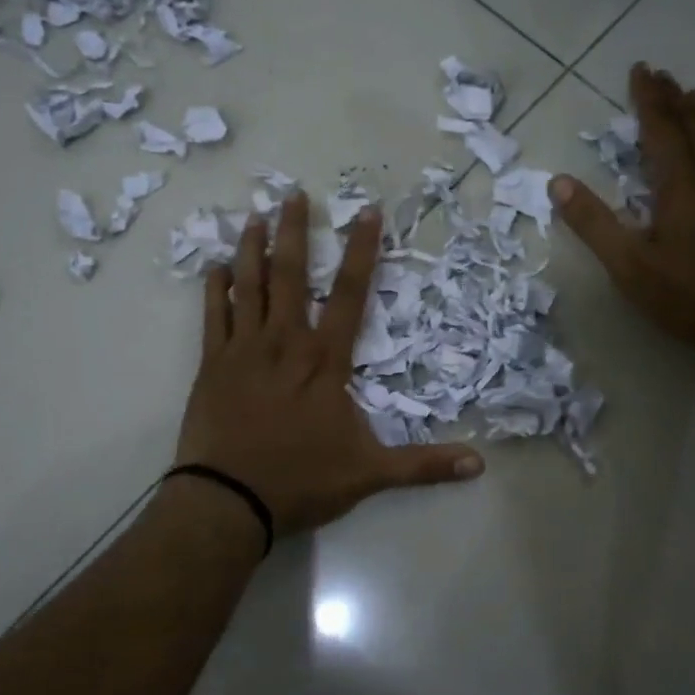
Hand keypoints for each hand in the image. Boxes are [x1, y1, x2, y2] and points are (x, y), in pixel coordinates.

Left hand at [174, 190, 483, 538]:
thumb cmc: (301, 481)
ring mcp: (244, 350)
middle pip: (292, 276)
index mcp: (325, 361)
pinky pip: (214, 317)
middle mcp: (285, 343)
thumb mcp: (370, 474)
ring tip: (254, 216)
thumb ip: (423, 465)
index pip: (351, 295)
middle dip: (296, 232)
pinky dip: (214, 289)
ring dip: (252, 249)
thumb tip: (480, 465)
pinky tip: (214, 266)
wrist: (228, 501)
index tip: (367, 211)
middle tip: (293, 193)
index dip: (363, 251)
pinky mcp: (213, 365)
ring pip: (249, 286)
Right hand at [548, 62, 694, 364]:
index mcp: (680, 186)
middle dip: (674, 98)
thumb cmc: (690, 296)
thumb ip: (594, 223)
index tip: (640, 70)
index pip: (661, 129)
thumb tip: (558, 182)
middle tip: (661, 73)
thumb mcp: (629, 266)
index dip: (648, 99)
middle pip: (694, 126)